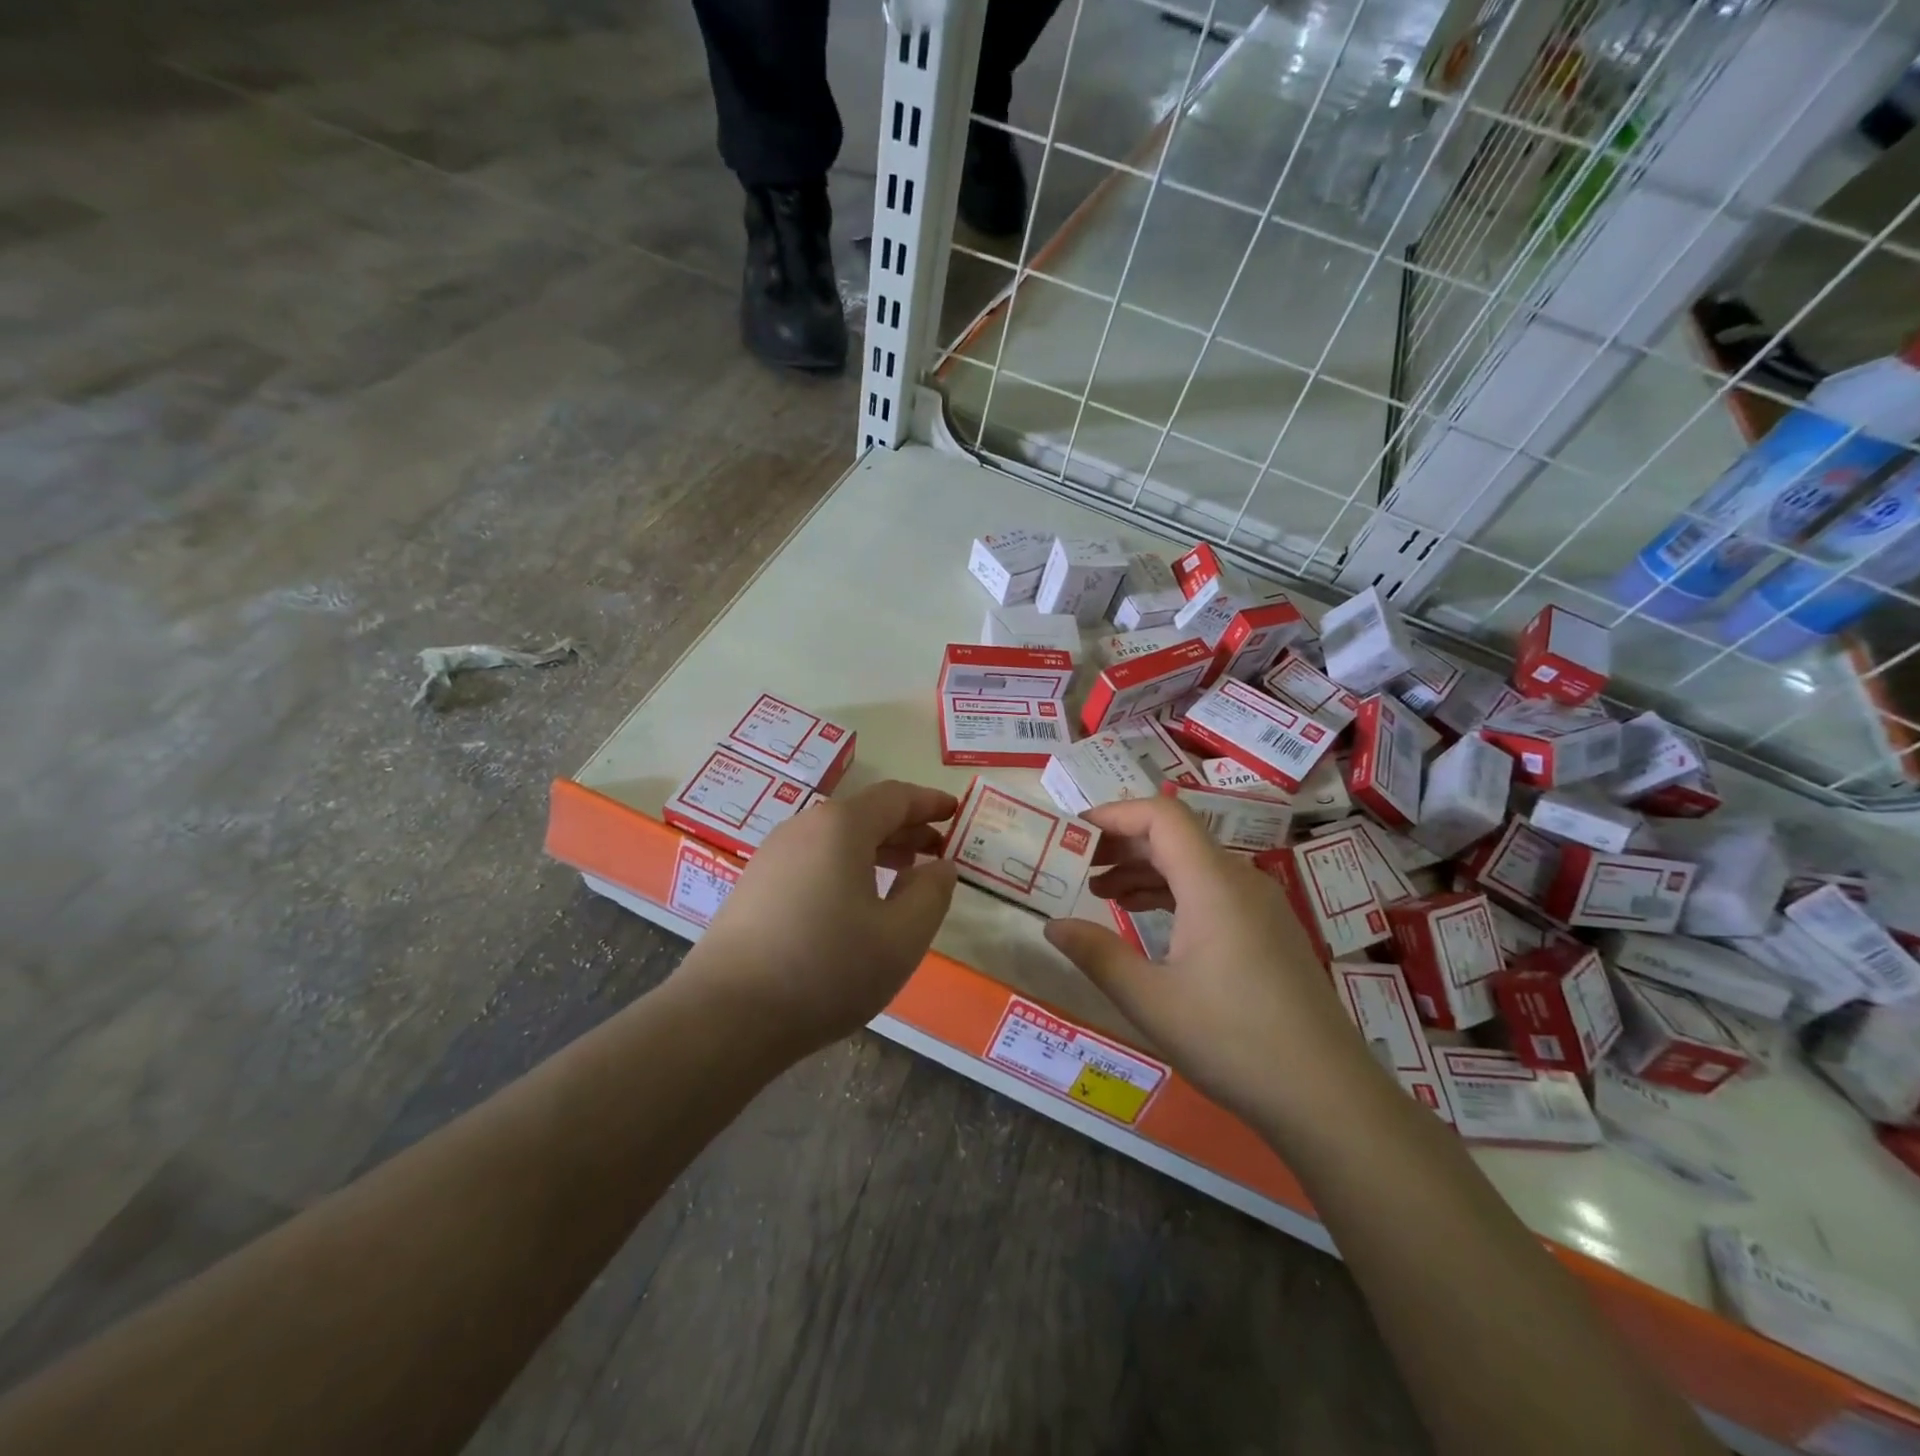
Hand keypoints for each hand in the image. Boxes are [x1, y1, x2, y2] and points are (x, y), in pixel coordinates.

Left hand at [681, 780, 959, 1055]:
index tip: (955, 811)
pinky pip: (812, 861)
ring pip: (835, 839)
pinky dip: (845, 868)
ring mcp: (771, 856)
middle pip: (863, 815)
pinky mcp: (753, 887)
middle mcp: (803, 828)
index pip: (895, 797)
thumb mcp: (900, 937)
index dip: (929, 802)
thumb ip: (931, 894)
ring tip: (903, 875)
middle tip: (937, 850)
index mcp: (841, 827)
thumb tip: (940, 867)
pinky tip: (855, 904)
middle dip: (905, 829)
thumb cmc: (826, 969)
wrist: (726, 1016)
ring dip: (875, 850)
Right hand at [1043, 797, 1371, 1126]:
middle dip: (1122, 844)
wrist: (1328, 1098)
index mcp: (1214, 884)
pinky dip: (1172, 894)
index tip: (1074, 831)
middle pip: (1176, 837)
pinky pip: (1212, 891)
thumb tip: (1052, 926)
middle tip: (1077, 864)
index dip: (1115, 813)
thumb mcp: (1151, 1001)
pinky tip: (1144, 919)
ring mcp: (1260, 905)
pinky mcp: (1269, 931)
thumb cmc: (1234, 1042)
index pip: (1162, 816)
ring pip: (1193, 865)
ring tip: (1099, 893)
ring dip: (1145, 870)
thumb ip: (1097, 955)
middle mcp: (1241, 881)